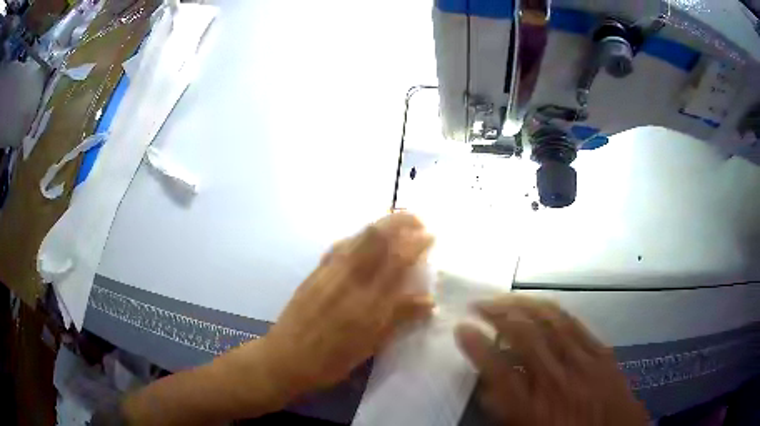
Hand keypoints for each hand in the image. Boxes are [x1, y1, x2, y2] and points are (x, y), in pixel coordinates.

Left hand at [258, 212, 434, 397]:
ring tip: (397, 225)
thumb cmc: (331, 359)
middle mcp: (348, 279)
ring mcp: (328, 272)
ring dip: (381, 224)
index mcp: (366, 302)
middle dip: (400, 221)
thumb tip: (429, 301)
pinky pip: (340, 245)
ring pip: (357, 236)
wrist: (286, 357)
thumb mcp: (369, 345)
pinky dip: (358, 237)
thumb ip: (399, 318)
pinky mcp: (315, 272)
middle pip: (375, 237)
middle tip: (418, 221)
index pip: (396, 261)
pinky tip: (364, 241)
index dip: (416, 244)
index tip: (431, 236)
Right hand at [455, 295, 647, 425]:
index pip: (499, 371)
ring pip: (551, 322)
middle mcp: (558, 380)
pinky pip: (575, 324)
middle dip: (497, 315)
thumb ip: (506, 410)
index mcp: (535, 408)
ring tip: (505, 296)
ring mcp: (583, 362)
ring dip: (523, 305)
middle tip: (478, 304)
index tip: (461, 329)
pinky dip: (554, 310)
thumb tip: (488, 387)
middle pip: (525, 337)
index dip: (477, 346)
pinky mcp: (601, 351)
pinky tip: (541, 304)